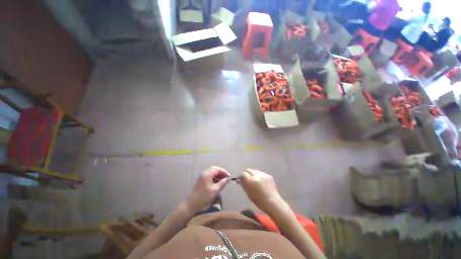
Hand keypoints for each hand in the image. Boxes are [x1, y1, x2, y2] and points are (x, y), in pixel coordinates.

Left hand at [186, 166, 229, 212]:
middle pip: (215, 169)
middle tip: (226, 178)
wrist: (192, 205)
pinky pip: (210, 176)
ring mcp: (202, 176)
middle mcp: (204, 173)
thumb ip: (222, 183)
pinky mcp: (201, 180)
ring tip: (223, 181)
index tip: (229, 177)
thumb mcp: (215, 190)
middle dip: (221, 173)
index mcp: (207, 174)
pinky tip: (218, 183)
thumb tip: (228, 179)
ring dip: (218, 175)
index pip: (217, 169)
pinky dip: (215, 177)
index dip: (224, 172)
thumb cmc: (204, 197)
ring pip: (212, 172)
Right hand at [238, 169, 284, 213]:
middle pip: (248, 170)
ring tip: (254, 180)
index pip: (243, 174)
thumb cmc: (259, 201)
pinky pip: (261, 173)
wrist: (272, 202)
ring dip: (253, 174)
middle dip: (246, 174)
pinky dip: (259, 176)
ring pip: (255, 170)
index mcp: (251, 181)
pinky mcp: (268, 175)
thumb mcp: (248, 194)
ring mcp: (263, 175)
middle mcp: (256, 175)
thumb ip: (243, 185)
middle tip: (247, 180)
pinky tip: (261, 182)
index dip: (241, 176)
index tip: (241, 180)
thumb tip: (238, 180)